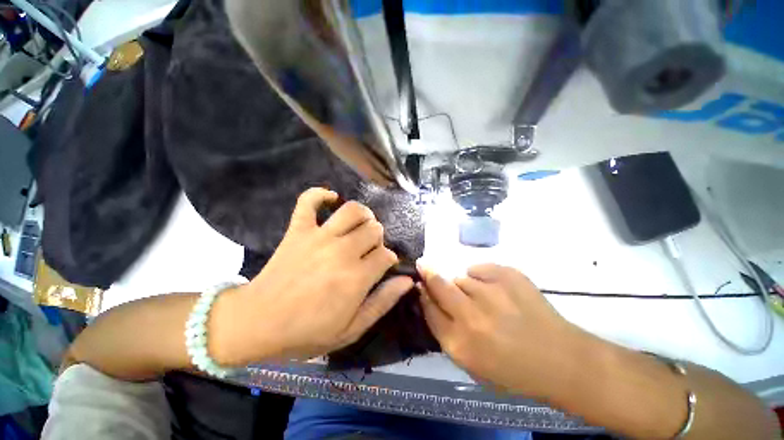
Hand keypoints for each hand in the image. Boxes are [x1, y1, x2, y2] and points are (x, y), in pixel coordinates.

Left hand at [216, 188, 410, 364]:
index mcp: (356, 277)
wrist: (257, 323)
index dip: (389, 260)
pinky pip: (309, 200)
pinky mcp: (298, 229)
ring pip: (352, 210)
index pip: (387, 255)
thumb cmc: (306, 331)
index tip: (383, 267)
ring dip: (363, 214)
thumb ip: (383, 302)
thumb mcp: (351, 329)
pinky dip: (320, 194)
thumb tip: (408, 280)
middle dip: (378, 238)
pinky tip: (331, 198)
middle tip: (370, 249)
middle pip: (374, 229)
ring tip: (360, 225)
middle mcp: (342, 251)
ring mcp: (319, 236)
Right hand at [419, 263, 582, 397]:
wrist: (560, 361)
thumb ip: (445, 330)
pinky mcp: (508, 276)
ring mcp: (491, 293)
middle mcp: (471, 316)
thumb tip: (429, 299)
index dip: (422, 294)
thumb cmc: (512, 370)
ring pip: (461, 278)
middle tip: (424, 265)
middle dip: (428, 274)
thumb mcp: (471, 363)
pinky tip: (495, 290)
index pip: (428, 309)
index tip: (421, 285)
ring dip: (464, 286)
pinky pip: (480, 269)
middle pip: (438, 285)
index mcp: (459, 344)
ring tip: (483, 299)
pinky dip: (481, 276)